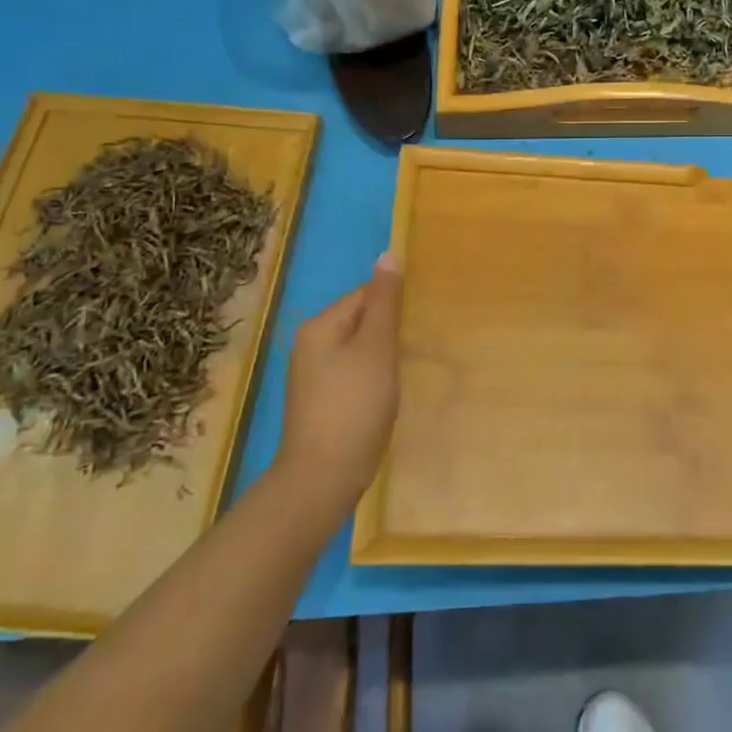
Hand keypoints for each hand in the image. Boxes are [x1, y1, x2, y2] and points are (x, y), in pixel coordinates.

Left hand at [276, 253, 402, 510]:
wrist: (322, 477)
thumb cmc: (354, 406)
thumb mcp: (376, 348)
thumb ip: (384, 302)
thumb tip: (388, 254)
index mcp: (320, 326)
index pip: (364, 295)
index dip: (394, 304)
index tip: (422, 319)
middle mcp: (309, 344)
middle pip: (359, 320)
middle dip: (390, 328)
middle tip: (422, 342)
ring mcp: (312, 375)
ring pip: (358, 348)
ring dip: (383, 353)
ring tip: (410, 366)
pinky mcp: (320, 401)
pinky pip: (352, 372)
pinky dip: (372, 375)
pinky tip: (389, 391)